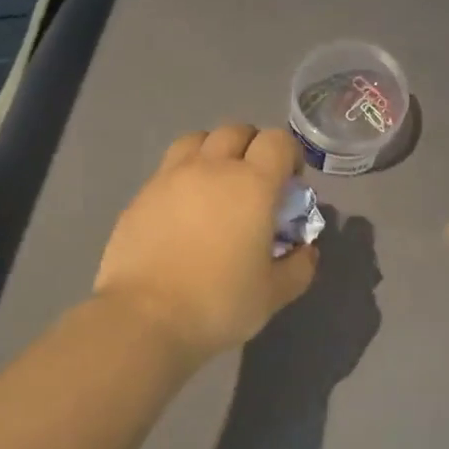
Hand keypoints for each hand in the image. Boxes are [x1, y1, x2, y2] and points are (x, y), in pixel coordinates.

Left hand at [95, 125, 318, 364]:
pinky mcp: (142, 194)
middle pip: (236, 130)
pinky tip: (184, 209)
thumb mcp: (273, 294)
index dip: (289, 155)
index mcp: (252, 184)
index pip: (277, 141)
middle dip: (252, 147)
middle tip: (255, 182)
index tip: (290, 183)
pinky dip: (184, 175)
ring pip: (197, 139)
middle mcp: (211, 168)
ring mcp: (171, 177)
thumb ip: (298, 267)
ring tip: (216, 184)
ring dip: (214, 151)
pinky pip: (169, 167)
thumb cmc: (218, 304)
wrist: (144, 317)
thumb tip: (306, 250)